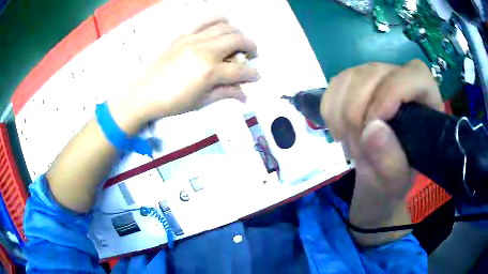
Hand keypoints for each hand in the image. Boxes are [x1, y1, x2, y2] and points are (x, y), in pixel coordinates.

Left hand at [110, 17, 258, 132]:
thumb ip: (225, 93)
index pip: (240, 70)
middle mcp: (205, 51)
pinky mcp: (184, 34)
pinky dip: (219, 19)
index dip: (252, 74)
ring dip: (238, 33)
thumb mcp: (201, 101)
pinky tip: (223, 24)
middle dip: (251, 47)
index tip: (256, 76)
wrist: (145, 93)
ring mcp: (194, 39)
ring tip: (239, 41)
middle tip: (252, 54)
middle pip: (237, 41)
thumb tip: (244, 94)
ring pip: (225, 27)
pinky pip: (205, 19)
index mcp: (210, 72)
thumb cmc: (173, 101)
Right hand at [321, 60, 443, 245]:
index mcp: (425, 103)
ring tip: (351, 143)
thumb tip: (372, 129)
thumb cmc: (390, 180)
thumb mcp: (393, 181)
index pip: (414, 75)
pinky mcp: (354, 81)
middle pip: (376, 74)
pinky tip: (340, 130)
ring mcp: (376, 78)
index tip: (372, 125)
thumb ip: (390, 161)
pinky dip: (330, 110)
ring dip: (342, 116)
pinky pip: (335, 85)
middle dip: (358, 113)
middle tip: (357, 149)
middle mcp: (402, 81)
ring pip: (351, 77)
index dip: (393, 92)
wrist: (373, 177)